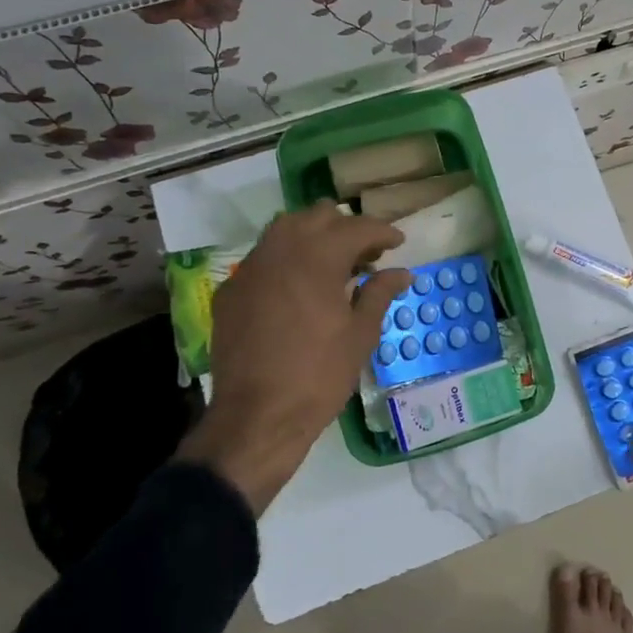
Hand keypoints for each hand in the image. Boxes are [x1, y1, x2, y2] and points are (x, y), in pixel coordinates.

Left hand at [177, 204, 411, 512]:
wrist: (257, 417)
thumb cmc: (319, 375)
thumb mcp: (361, 335)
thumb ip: (380, 294)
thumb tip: (401, 273)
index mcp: (317, 257)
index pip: (357, 227)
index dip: (383, 232)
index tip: (398, 243)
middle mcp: (280, 250)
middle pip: (318, 216)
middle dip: (346, 228)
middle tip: (366, 254)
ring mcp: (250, 268)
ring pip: (285, 229)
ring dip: (313, 236)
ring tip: (333, 264)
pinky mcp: (231, 290)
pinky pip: (263, 258)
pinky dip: (286, 260)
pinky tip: (298, 288)